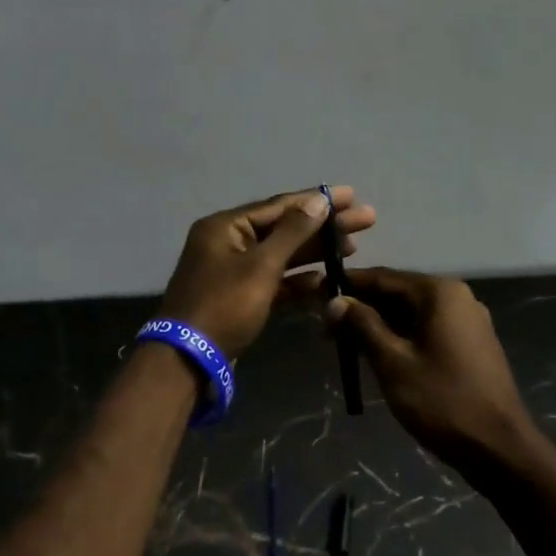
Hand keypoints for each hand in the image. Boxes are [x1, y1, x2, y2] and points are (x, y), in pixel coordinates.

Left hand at [157, 187, 376, 359]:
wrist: (189, 361)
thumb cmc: (224, 306)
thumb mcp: (261, 266)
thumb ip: (292, 232)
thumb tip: (319, 199)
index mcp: (225, 227)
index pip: (278, 206)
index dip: (316, 200)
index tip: (352, 195)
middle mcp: (228, 243)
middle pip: (283, 228)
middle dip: (323, 226)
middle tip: (366, 220)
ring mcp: (233, 271)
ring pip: (281, 255)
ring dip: (315, 252)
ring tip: (354, 247)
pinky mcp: (240, 298)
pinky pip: (274, 281)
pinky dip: (298, 281)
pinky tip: (325, 280)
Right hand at [326, 267, 535, 474]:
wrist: (500, 449)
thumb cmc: (442, 401)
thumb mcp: (392, 362)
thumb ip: (362, 325)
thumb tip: (334, 301)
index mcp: (439, 292)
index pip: (382, 277)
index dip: (346, 286)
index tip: (315, 295)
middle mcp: (456, 297)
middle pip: (397, 293)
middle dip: (361, 309)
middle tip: (326, 330)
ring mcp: (467, 321)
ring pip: (411, 314)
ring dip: (378, 326)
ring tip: (345, 345)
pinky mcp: (471, 345)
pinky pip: (426, 329)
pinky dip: (400, 337)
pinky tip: (377, 355)